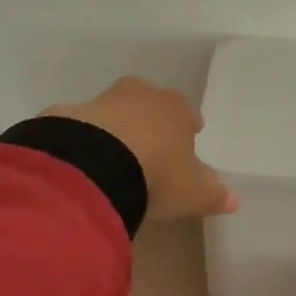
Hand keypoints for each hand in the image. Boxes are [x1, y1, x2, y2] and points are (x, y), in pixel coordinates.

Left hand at [47, 77, 236, 220]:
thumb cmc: (157, 175)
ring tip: (113, 160)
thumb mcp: (193, 192)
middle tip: (149, 146)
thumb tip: (233, 200)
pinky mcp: (62, 117)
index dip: (187, 126)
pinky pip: (78, 129)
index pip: (185, 111)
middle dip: (149, 121)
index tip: (187, 140)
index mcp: (174, 108)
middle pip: (146, 102)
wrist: (92, 169)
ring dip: (113, 130)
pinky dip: (82, 143)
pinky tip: (82, 166)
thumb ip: (213, 194)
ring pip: (110, 113)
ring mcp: (97, 102)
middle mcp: (137, 96)